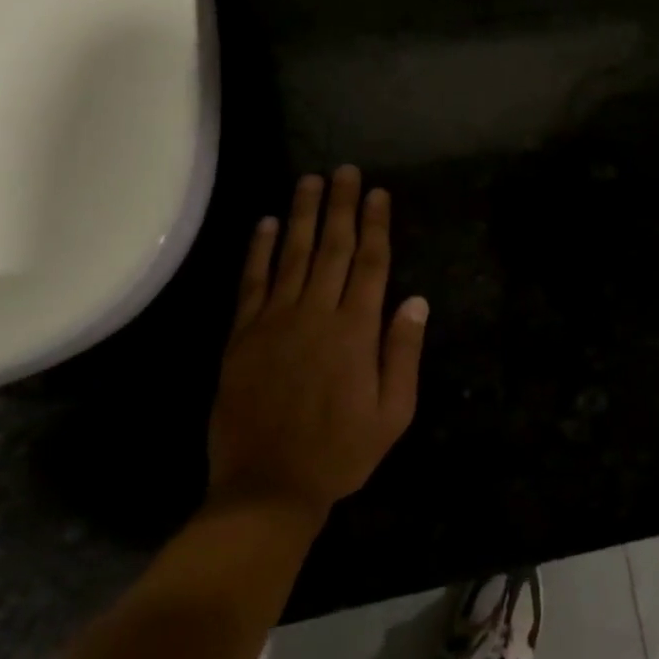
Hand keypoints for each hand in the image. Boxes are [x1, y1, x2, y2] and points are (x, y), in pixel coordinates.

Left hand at [207, 167, 428, 517]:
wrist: (267, 488)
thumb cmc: (340, 452)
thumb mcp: (393, 413)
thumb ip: (403, 353)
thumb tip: (415, 300)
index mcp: (356, 330)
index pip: (371, 262)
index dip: (376, 224)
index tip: (377, 192)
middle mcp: (316, 313)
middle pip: (333, 247)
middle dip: (340, 205)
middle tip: (344, 170)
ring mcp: (275, 320)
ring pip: (292, 254)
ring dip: (301, 215)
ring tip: (309, 181)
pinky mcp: (243, 335)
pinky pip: (252, 282)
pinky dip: (258, 251)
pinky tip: (263, 224)